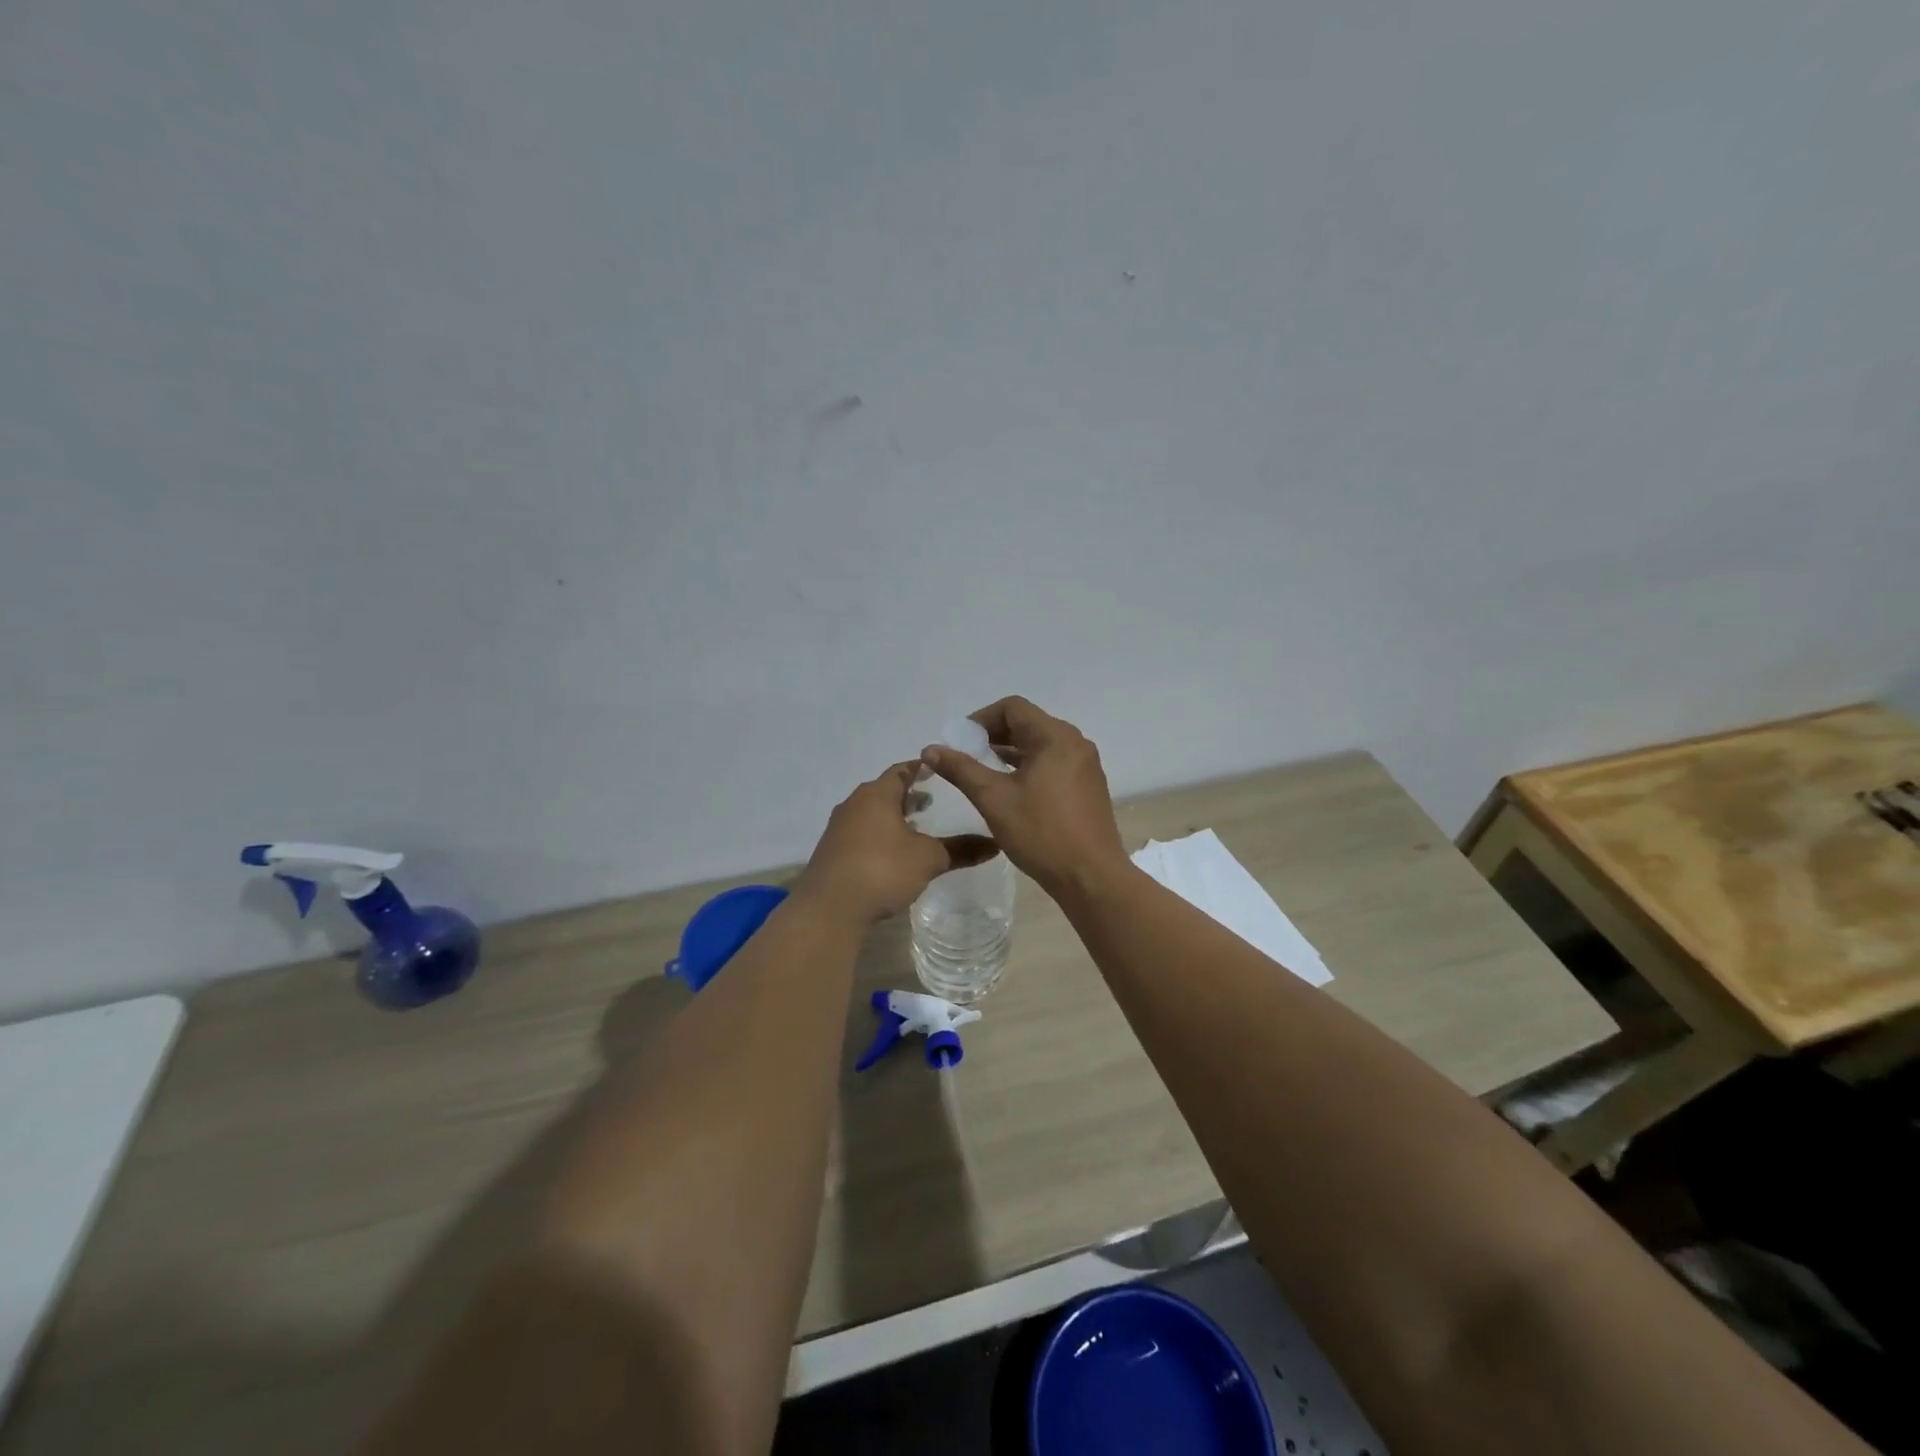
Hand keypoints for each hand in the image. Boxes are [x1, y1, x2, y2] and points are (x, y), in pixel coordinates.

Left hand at [796, 761, 998, 922]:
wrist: (829, 908)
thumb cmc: (882, 869)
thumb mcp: (928, 859)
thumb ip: (961, 850)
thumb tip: (995, 844)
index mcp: (877, 794)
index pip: (902, 770)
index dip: (921, 769)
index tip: (939, 770)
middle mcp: (854, 804)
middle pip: (884, 791)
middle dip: (907, 795)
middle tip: (931, 801)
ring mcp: (838, 828)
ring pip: (870, 813)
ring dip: (891, 817)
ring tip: (914, 828)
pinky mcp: (831, 852)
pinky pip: (859, 833)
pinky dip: (878, 835)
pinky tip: (890, 854)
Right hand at [920, 697, 1127, 901]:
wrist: (1091, 877)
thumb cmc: (1041, 833)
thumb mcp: (993, 799)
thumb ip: (961, 769)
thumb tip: (930, 749)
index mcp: (1055, 737)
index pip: (1012, 707)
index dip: (981, 719)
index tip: (960, 742)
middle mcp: (1075, 742)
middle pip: (1028, 723)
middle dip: (994, 736)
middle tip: (967, 757)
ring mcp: (1086, 764)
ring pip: (1041, 744)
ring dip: (1011, 752)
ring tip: (984, 773)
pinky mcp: (1089, 785)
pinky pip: (1055, 762)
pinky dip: (1030, 766)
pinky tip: (1013, 790)